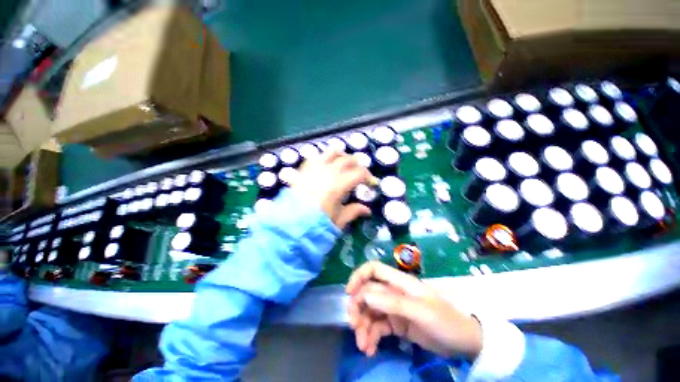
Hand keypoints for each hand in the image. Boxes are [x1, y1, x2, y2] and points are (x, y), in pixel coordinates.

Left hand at [291, 150, 372, 228]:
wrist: (289, 225)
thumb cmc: (316, 224)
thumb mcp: (338, 220)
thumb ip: (354, 211)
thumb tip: (367, 210)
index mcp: (338, 185)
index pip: (360, 173)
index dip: (369, 177)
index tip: (372, 183)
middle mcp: (328, 172)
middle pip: (348, 159)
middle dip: (358, 165)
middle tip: (360, 174)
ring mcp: (314, 168)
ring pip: (332, 152)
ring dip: (342, 156)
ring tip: (345, 164)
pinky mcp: (304, 170)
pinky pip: (317, 157)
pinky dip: (325, 158)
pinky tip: (327, 166)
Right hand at [346, 261, 482, 358]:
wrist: (464, 343)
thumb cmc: (445, 321)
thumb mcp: (420, 311)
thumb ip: (393, 302)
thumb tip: (365, 295)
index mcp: (399, 283)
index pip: (374, 269)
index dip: (359, 276)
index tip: (349, 293)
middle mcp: (393, 293)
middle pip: (367, 293)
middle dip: (358, 308)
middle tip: (355, 327)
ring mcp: (394, 309)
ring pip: (370, 312)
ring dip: (363, 327)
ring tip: (363, 346)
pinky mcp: (396, 325)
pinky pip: (377, 328)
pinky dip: (371, 337)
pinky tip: (370, 350)